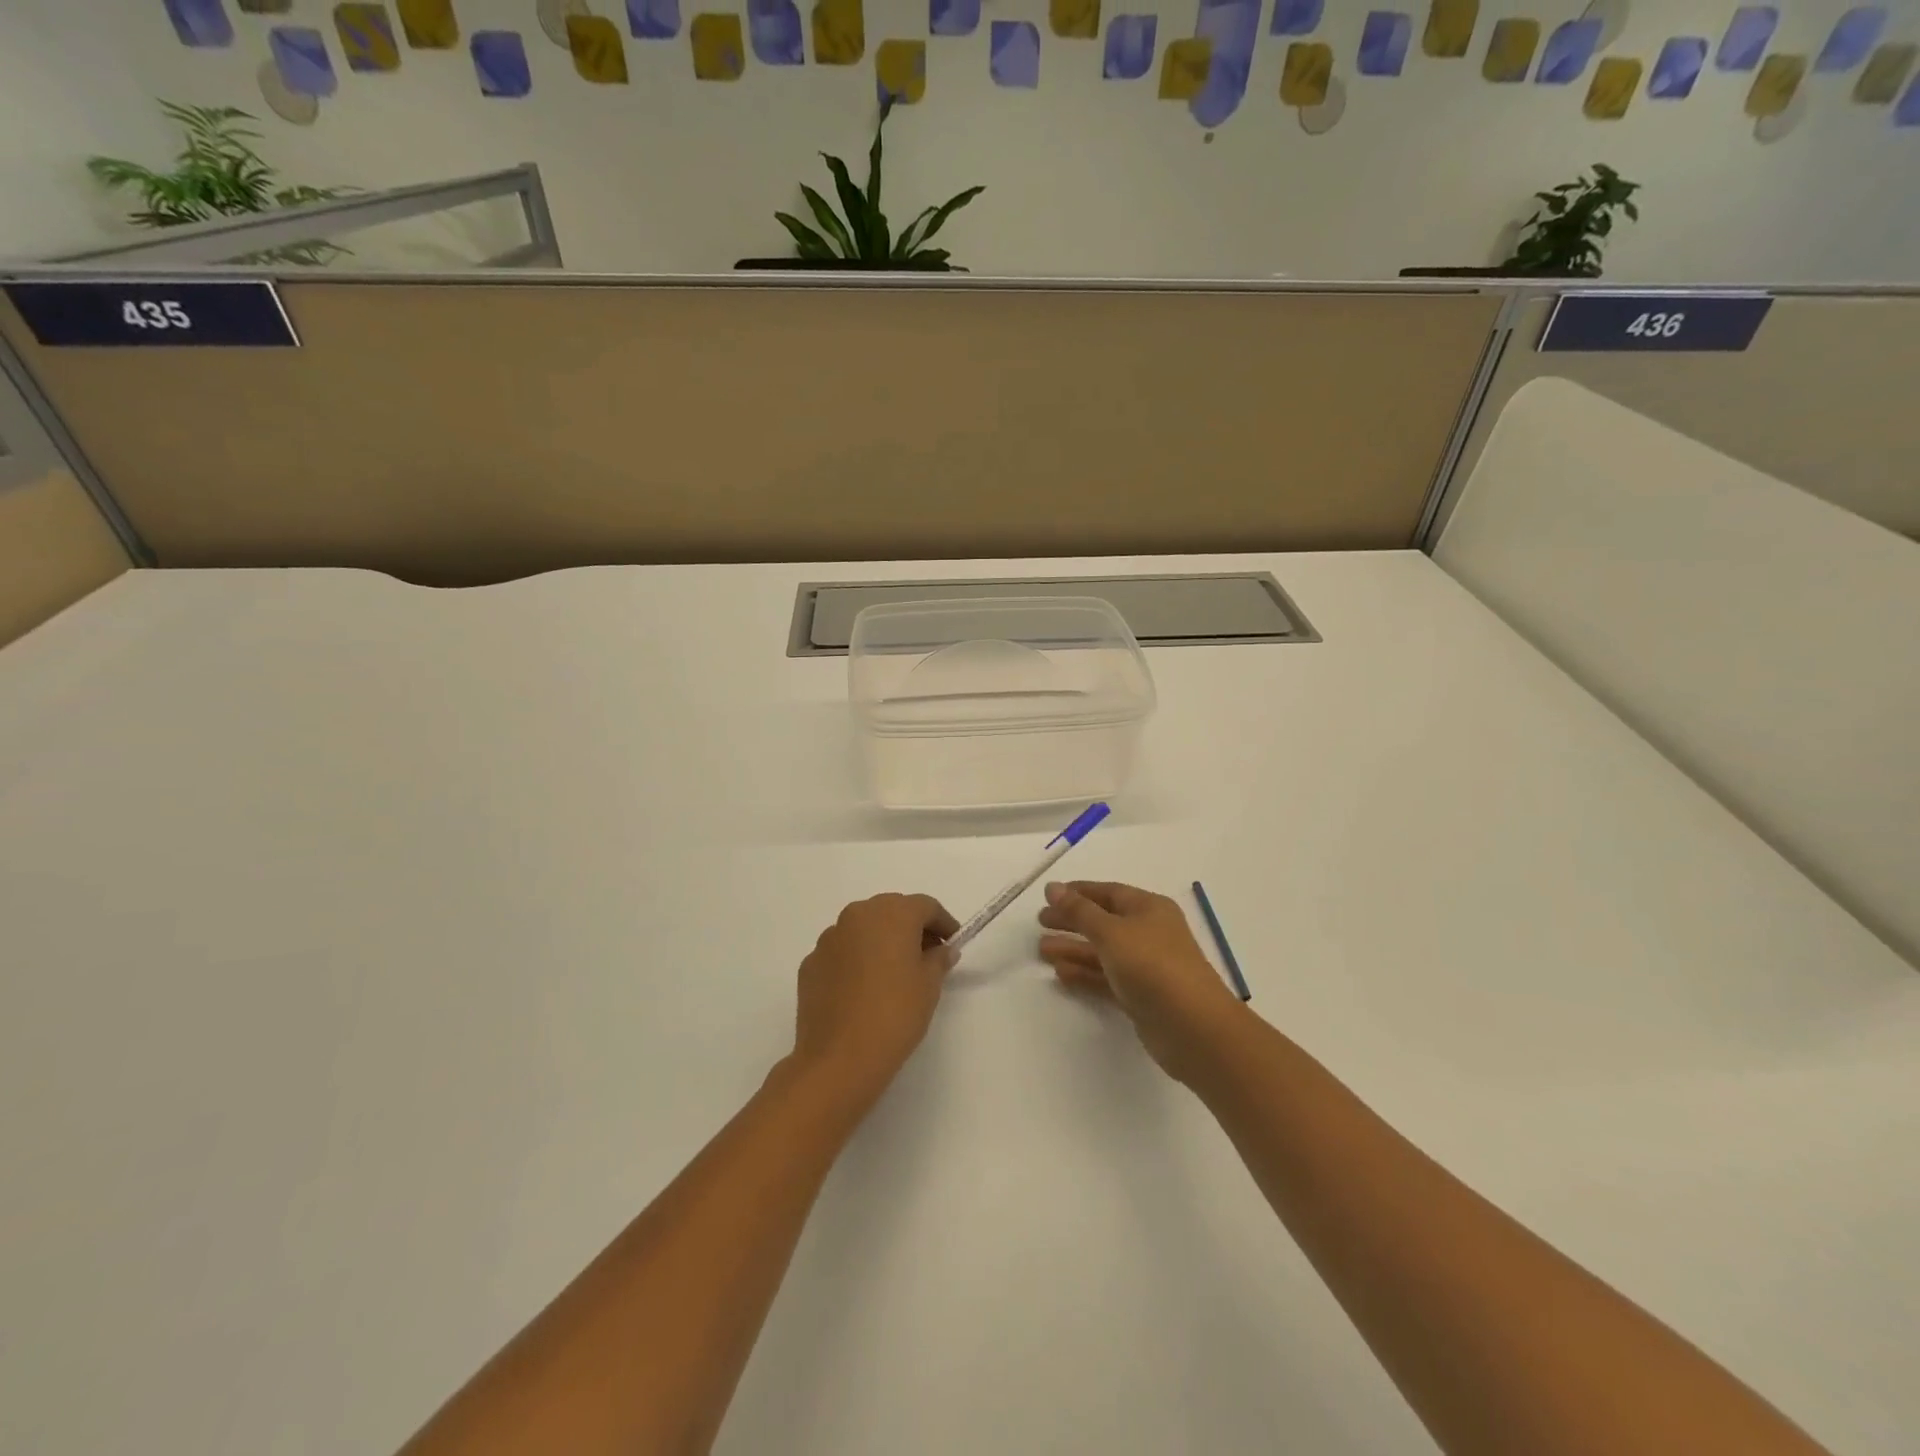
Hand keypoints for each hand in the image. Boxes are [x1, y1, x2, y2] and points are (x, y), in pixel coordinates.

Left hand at [791, 893, 959, 1105]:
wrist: (839, 1058)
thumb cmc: (895, 1014)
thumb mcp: (929, 986)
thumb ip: (938, 959)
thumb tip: (942, 950)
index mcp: (891, 913)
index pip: (925, 906)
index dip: (943, 923)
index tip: (953, 944)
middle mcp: (857, 915)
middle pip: (892, 911)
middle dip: (911, 929)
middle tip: (927, 957)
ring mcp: (829, 938)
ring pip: (863, 929)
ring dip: (881, 942)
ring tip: (893, 974)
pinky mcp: (811, 963)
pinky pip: (842, 952)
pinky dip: (856, 961)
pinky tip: (863, 989)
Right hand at [1038, 881, 1245, 1082]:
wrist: (1193, 1027)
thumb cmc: (1152, 966)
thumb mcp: (1111, 932)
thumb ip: (1079, 911)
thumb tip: (1052, 887)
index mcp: (1148, 908)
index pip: (1108, 892)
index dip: (1077, 893)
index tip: (1047, 896)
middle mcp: (1149, 933)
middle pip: (1103, 921)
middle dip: (1072, 921)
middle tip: (1039, 923)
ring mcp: (1146, 966)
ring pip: (1103, 952)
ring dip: (1074, 949)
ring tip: (1042, 950)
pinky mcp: (1141, 996)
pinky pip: (1106, 978)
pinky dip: (1085, 974)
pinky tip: (1060, 974)